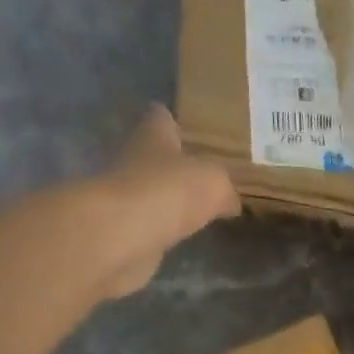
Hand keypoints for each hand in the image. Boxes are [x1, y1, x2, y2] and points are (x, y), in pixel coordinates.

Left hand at [94, 105, 240, 297]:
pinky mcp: (124, 230)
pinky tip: (187, 236)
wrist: (124, 234)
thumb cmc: (170, 190)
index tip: (191, 130)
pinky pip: (152, 224)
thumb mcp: (216, 182)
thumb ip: (225, 187)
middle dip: (176, 165)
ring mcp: (125, 197)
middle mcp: (133, 160)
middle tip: (207, 175)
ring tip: (201, 208)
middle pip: (155, 156)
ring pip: (153, 191)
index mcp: (153, 135)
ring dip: (170, 199)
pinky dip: (165, 229)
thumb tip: (229, 201)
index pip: (161, 118)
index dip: (175, 122)